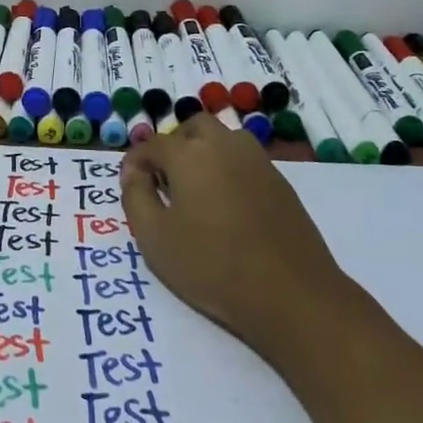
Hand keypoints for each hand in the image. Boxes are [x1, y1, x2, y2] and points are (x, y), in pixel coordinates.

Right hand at [122, 114, 347, 359]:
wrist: (292, 294)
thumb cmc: (213, 266)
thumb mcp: (154, 238)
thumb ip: (135, 196)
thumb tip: (134, 173)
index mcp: (189, 154)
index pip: (152, 144)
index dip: (135, 162)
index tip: (130, 185)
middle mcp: (224, 145)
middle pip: (192, 128)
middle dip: (173, 146)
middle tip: (165, 181)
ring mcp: (257, 161)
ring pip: (223, 139)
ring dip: (203, 152)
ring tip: (196, 190)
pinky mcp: (280, 181)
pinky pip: (244, 160)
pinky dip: (228, 169)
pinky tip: (226, 206)